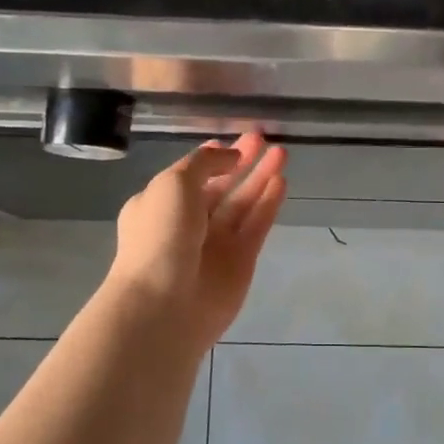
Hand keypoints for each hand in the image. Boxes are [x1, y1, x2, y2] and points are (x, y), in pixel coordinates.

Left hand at [108, 133, 287, 345]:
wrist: (165, 305)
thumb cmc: (161, 235)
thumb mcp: (174, 183)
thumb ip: (204, 163)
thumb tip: (231, 156)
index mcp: (160, 204)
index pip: (191, 175)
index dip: (213, 157)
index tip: (235, 140)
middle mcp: (188, 222)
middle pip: (221, 186)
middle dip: (242, 162)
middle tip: (264, 139)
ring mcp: (216, 243)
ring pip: (243, 203)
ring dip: (261, 178)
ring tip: (282, 153)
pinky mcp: (241, 261)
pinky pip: (256, 225)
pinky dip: (268, 204)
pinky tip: (281, 182)